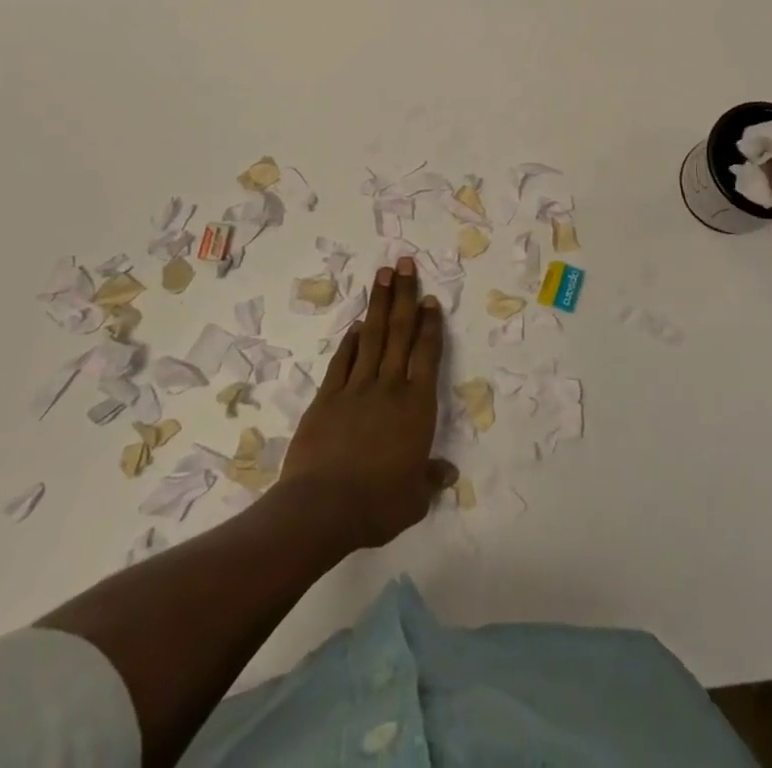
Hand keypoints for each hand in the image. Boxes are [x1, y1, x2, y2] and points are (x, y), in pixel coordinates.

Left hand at [279, 258, 455, 550]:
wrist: (322, 508)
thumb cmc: (378, 504)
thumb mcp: (414, 499)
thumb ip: (430, 479)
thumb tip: (449, 474)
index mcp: (416, 406)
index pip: (427, 354)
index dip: (430, 325)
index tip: (430, 299)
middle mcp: (389, 387)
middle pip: (399, 332)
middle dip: (404, 295)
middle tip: (405, 263)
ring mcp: (356, 388)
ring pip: (371, 337)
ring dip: (378, 304)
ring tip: (383, 274)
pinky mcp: (327, 397)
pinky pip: (342, 361)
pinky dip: (349, 341)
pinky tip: (355, 325)